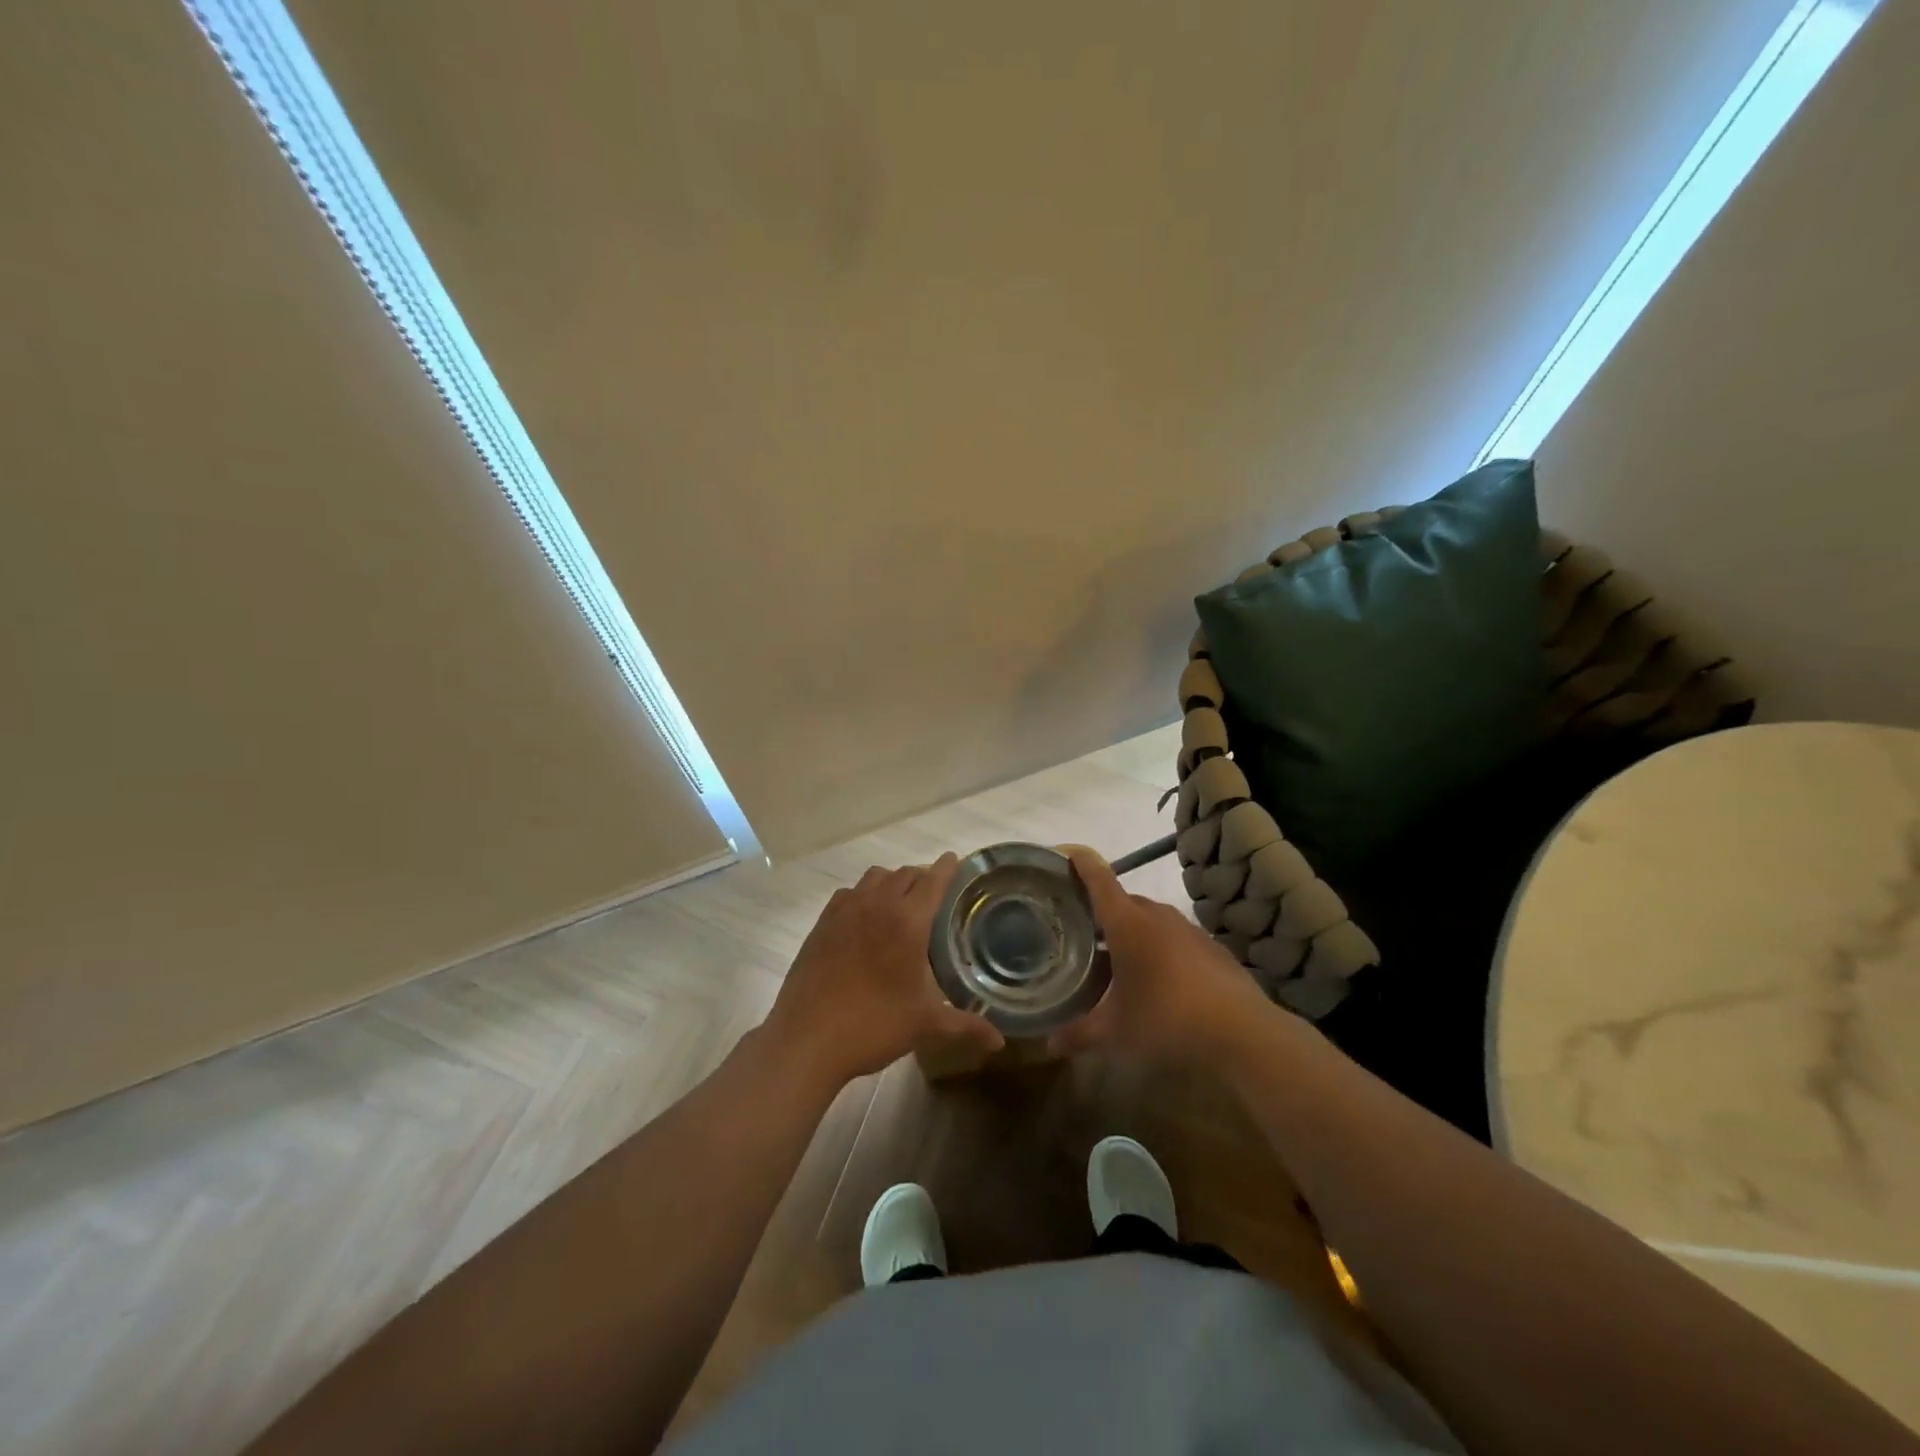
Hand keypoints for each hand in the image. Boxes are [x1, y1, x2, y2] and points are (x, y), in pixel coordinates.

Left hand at [762, 853, 1004, 1091]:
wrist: (807, 1038)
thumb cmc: (873, 1026)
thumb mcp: (925, 1026)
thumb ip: (965, 1026)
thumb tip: (1000, 1042)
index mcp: (908, 922)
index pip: (933, 881)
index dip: (946, 868)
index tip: (954, 860)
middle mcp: (878, 905)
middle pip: (905, 874)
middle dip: (922, 877)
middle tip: (933, 892)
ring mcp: (846, 911)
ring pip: (875, 877)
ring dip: (892, 881)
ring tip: (900, 901)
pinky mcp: (822, 923)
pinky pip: (848, 893)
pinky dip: (862, 894)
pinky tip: (864, 916)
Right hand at [1048, 850, 1273, 1064]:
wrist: (1244, 1034)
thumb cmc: (1167, 1021)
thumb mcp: (1116, 1032)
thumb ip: (1078, 1034)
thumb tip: (1048, 1045)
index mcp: (1127, 924)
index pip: (1098, 880)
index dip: (1080, 863)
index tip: (1065, 854)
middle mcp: (1157, 916)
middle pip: (1123, 901)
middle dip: (1103, 912)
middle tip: (1082, 932)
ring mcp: (1189, 930)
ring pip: (1151, 920)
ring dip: (1132, 932)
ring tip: (1118, 960)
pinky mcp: (1212, 948)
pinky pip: (1175, 937)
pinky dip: (1160, 948)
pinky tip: (1158, 980)